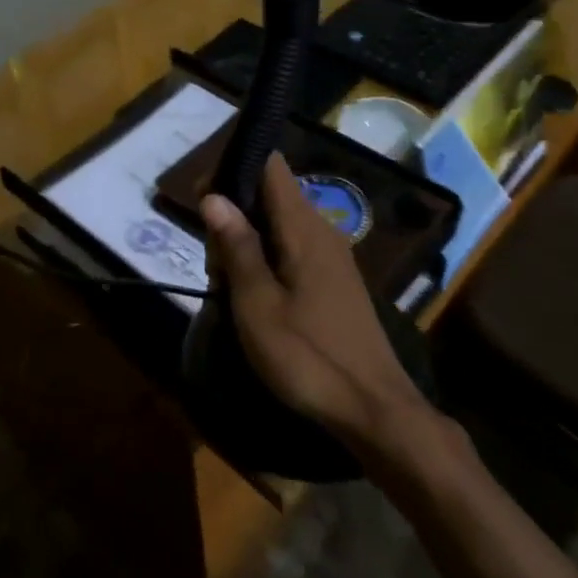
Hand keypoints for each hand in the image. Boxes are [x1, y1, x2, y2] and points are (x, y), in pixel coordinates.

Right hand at [202, 156, 432, 450]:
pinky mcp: (335, 281)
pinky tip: (251, 293)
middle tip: (210, 257)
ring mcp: (332, 257)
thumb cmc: (308, 357)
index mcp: (304, 228)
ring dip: (247, 240)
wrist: (374, 410)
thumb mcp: (258, 305)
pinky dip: (266, 258)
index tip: (203, 197)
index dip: (236, 168)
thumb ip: (237, 247)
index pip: (272, 167)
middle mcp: (322, 231)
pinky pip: (292, 249)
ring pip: (279, 224)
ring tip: (224, 280)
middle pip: (272, 195)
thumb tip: (212, 195)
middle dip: (234, 211)